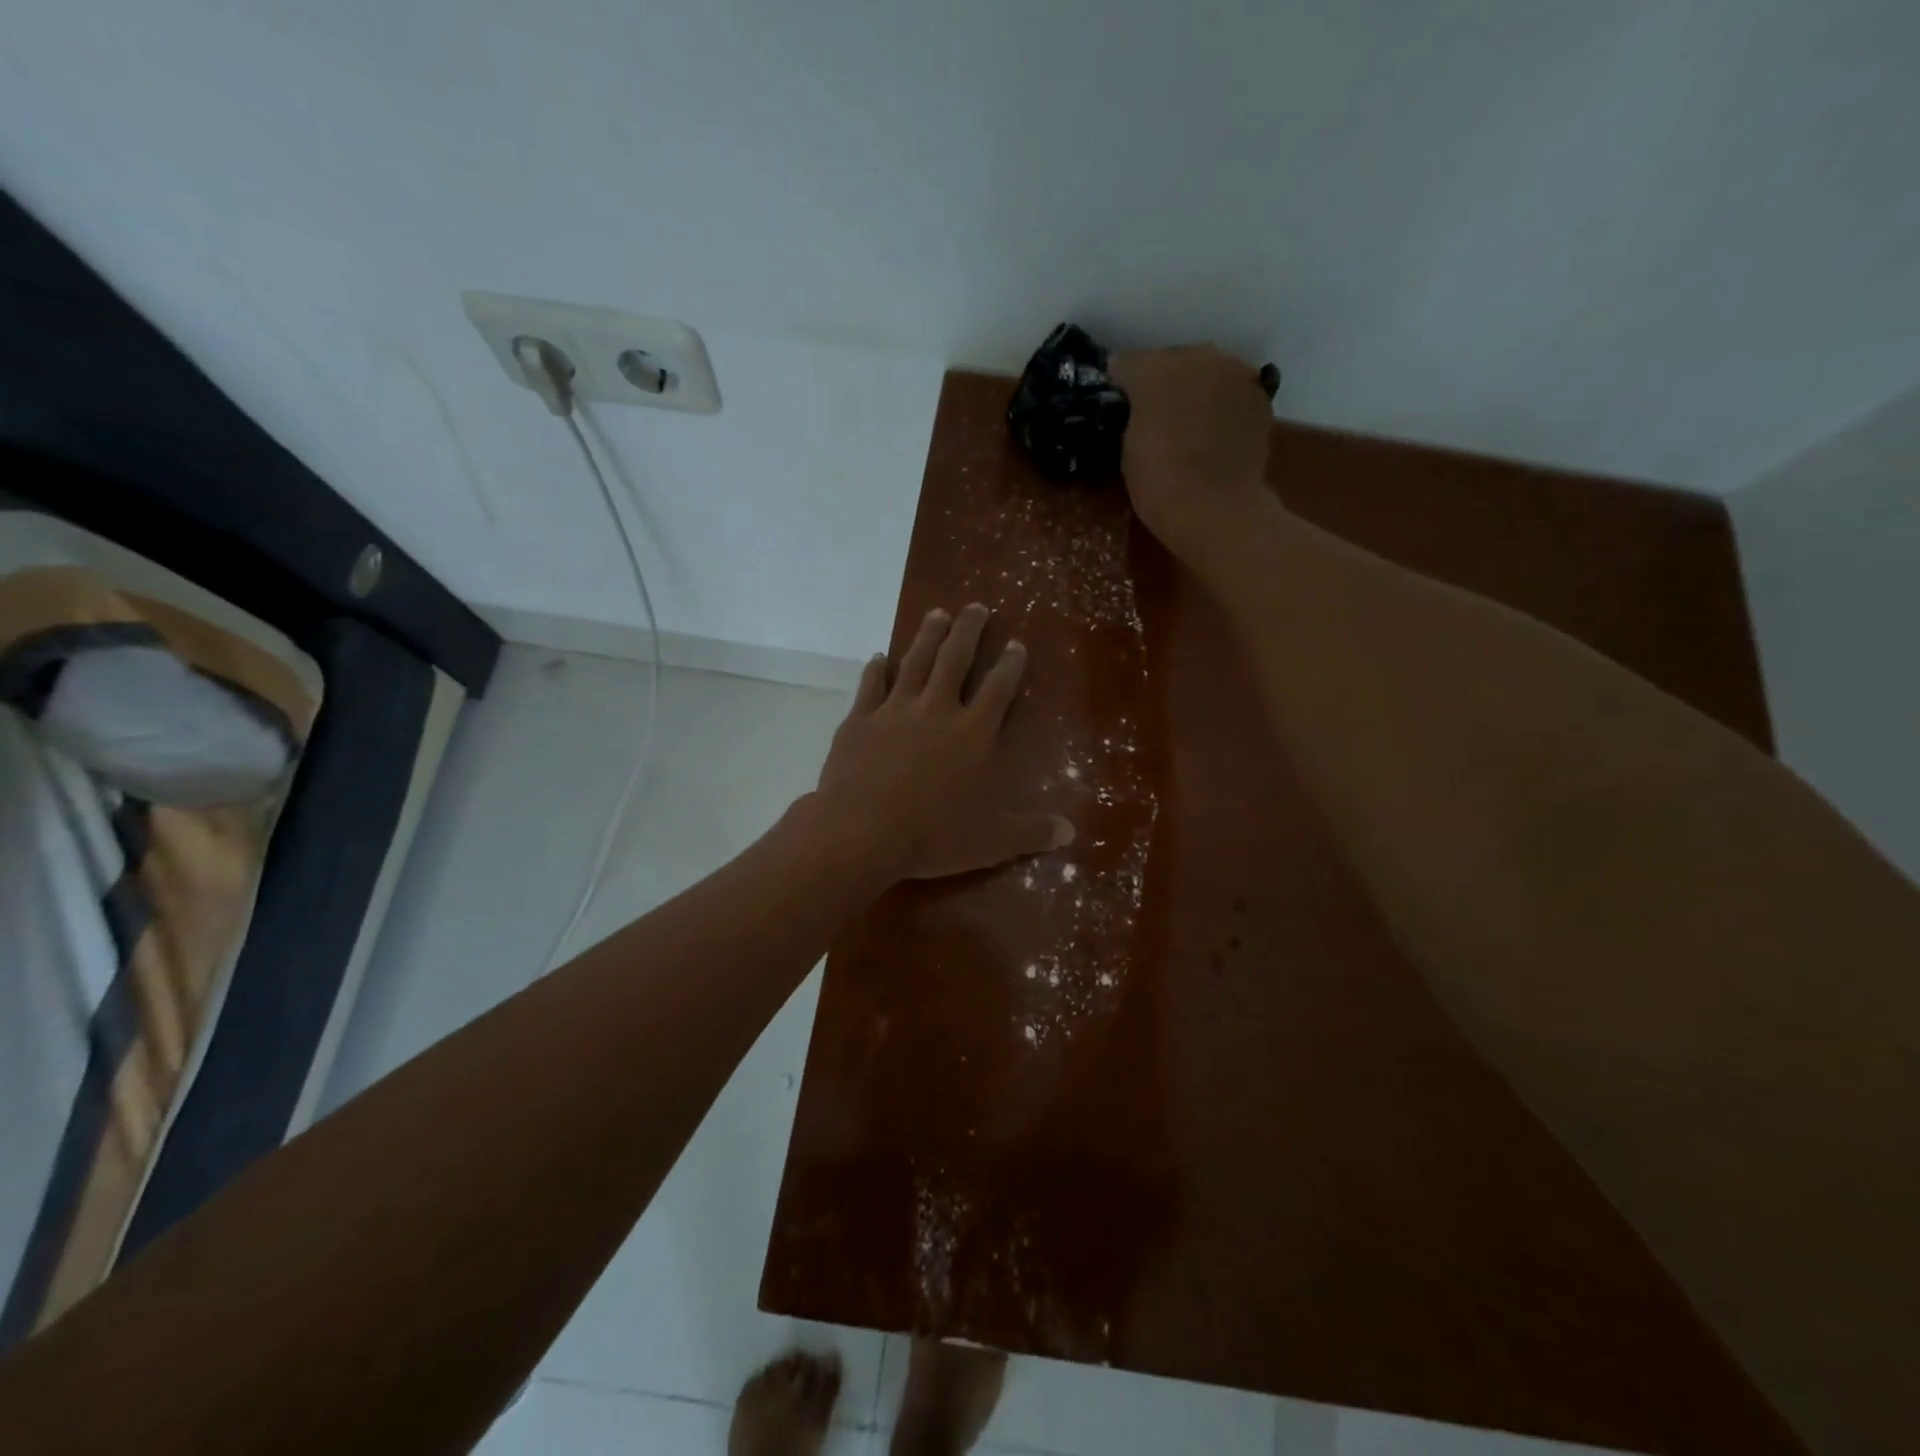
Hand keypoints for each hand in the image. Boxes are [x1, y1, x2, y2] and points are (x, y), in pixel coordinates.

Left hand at [809, 604, 1072, 882]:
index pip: (998, 688)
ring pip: (915, 661)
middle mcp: (937, 710)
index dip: (1010, 665)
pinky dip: (876, 669)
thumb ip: (1032, 832)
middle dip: (968, 630)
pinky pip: (871, 686)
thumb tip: (1071, 832)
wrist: (861, 832)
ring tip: (937, 613)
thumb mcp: (991, 841)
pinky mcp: (860, 720)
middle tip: (976, 606)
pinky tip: (880, 657)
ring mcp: (895, 710)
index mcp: (973, 733)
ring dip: (927, 636)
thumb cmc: (932, 836)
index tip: (1016, 644)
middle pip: (956, 659)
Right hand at [1110, 344, 1275, 562]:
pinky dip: (1222, 405)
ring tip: (1189, 426)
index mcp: (1154, 368)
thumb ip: (1132, 416)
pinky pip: (1232, 391)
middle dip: (1162, 384)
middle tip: (1155, 418)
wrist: (1216, 507)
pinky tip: (1215, 434)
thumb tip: (1138, 410)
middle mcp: (1197, 356)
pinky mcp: (1260, 395)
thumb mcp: (1127, 448)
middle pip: (1171, 361)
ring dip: (1196, 391)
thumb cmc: (1159, 482)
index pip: (1125, 364)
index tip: (1117, 411)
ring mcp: (1235, 372)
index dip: (1119, 388)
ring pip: (1206, 372)